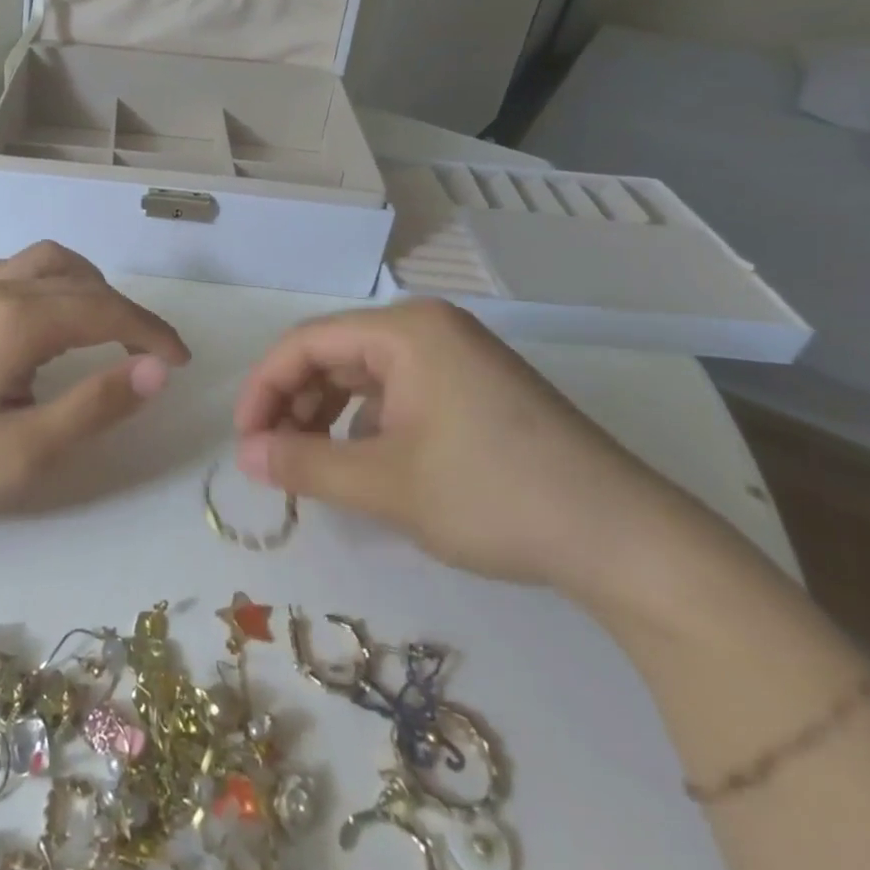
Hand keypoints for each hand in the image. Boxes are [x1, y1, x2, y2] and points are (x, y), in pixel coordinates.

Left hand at [0, 241, 189, 528]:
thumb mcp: (27, 453)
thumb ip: (95, 405)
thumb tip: (157, 371)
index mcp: (17, 319)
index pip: (105, 309)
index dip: (151, 333)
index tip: (181, 363)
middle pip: (82, 280)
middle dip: (127, 313)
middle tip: (151, 357)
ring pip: (50, 263)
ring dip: (90, 289)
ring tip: (110, 331)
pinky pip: (22, 271)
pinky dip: (56, 284)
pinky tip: (54, 321)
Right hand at [234, 300, 707, 602]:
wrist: (624, 541)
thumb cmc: (493, 496)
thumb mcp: (384, 484)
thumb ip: (304, 464)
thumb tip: (244, 455)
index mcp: (406, 330)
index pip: (305, 342)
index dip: (263, 388)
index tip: (244, 440)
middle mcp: (428, 329)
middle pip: (333, 354)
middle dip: (294, 404)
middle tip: (272, 458)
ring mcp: (456, 356)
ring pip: (363, 375)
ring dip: (326, 415)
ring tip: (310, 464)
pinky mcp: (475, 389)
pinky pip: (398, 393)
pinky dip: (366, 424)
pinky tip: (363, 464)